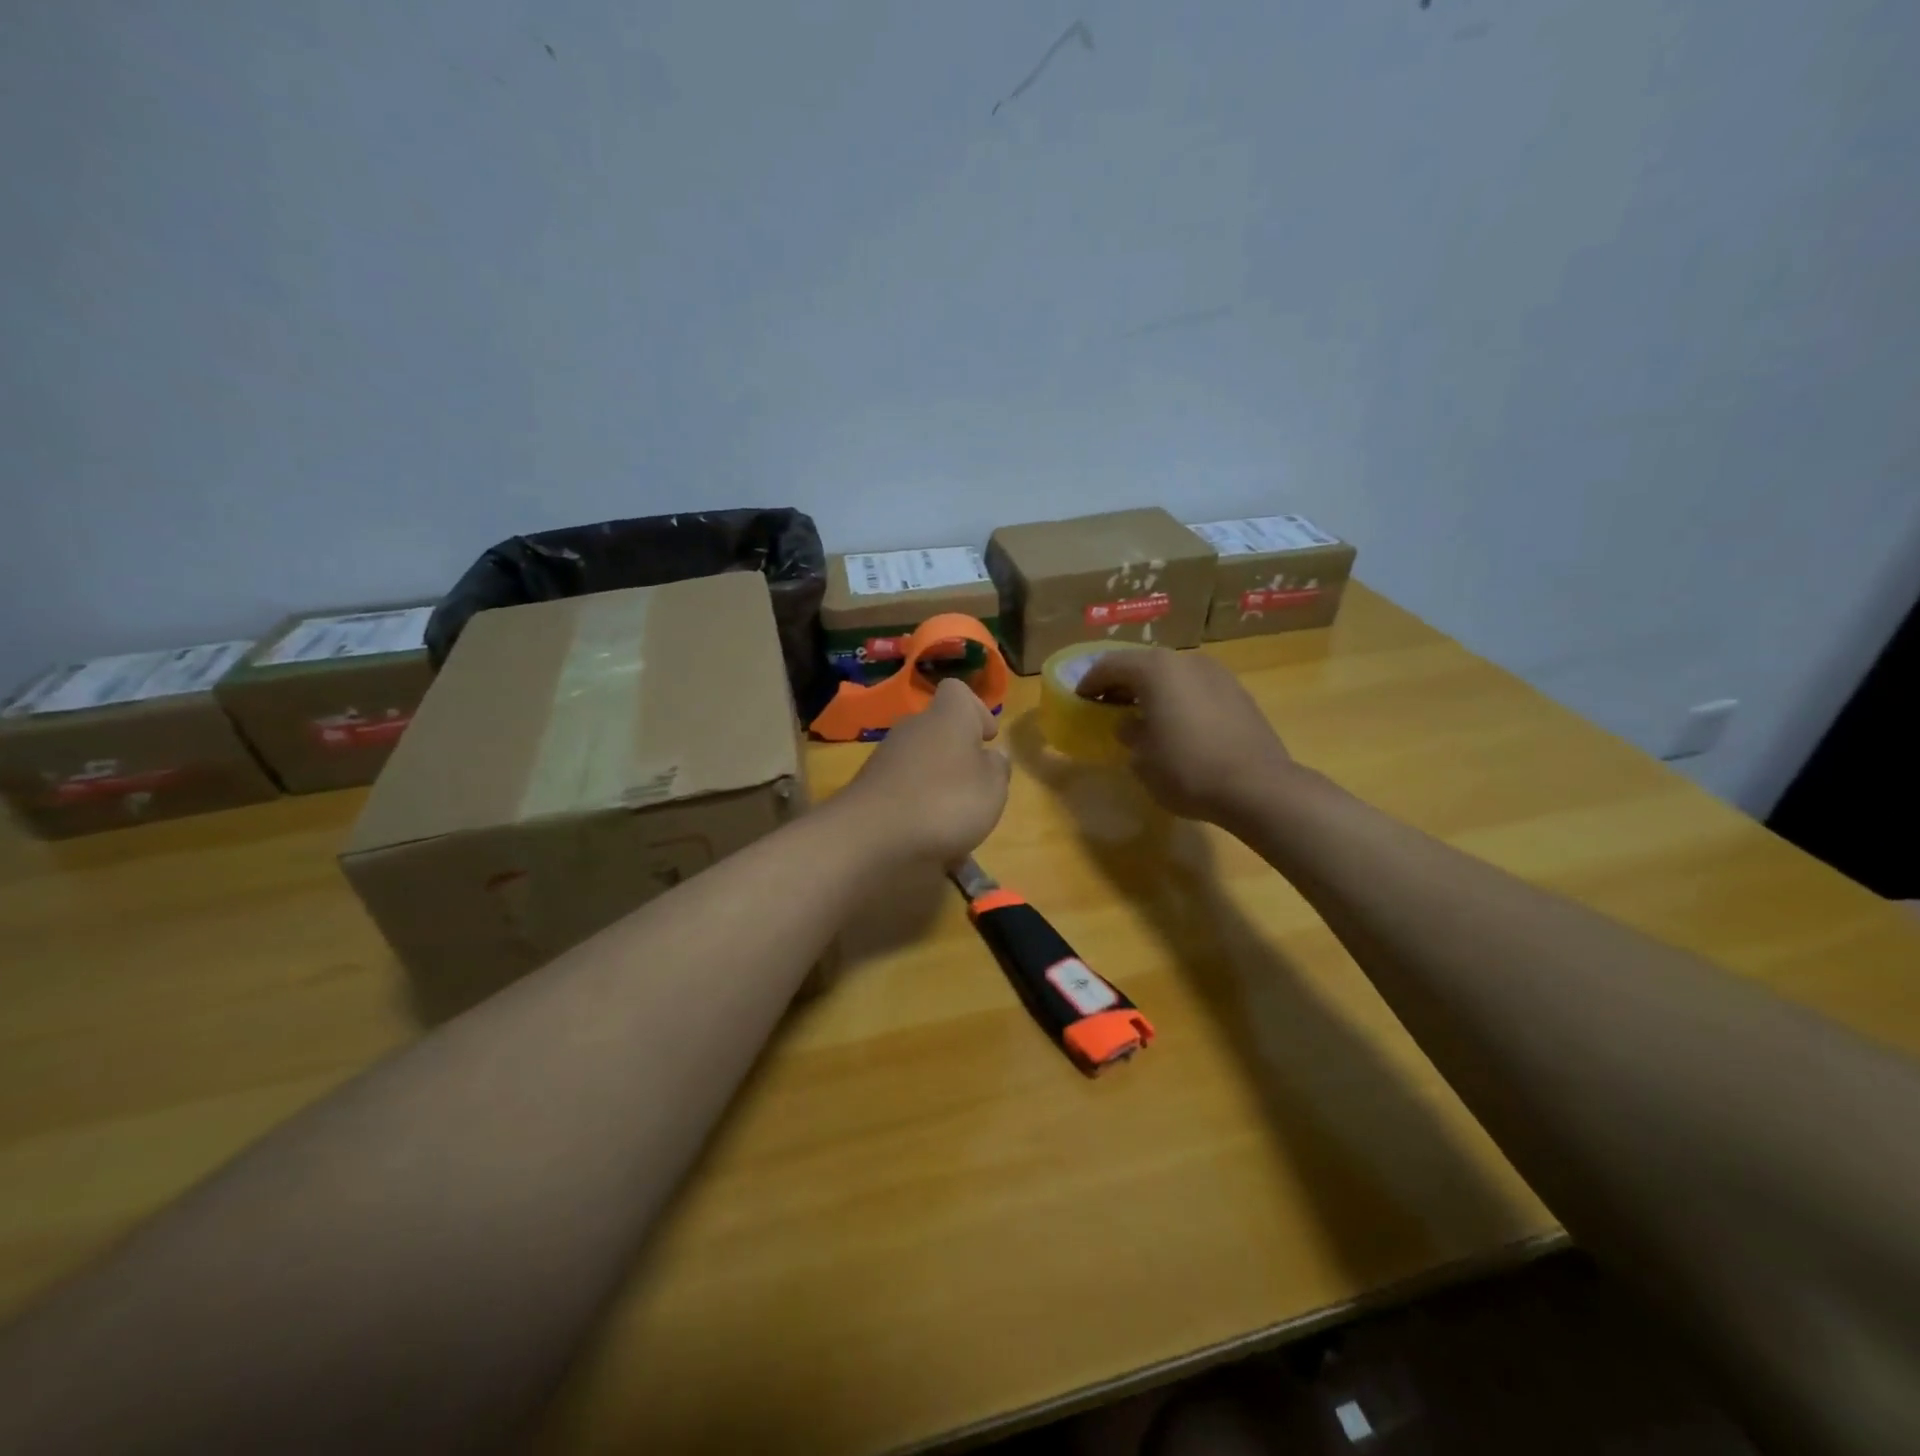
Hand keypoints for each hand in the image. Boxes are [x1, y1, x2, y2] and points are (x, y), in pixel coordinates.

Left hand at [832, 678, 1011, 865]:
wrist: (871, 836)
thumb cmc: (946, 803)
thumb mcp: (992, 789)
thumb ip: (998, 768)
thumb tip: (994, 755)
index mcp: (947, 716)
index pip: (957, 691)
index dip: (977, 710)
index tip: (988, 738)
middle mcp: (914, 727)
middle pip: (939, 728)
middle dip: (958, 754)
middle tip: (975, 786)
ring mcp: (886, 757)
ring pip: (920, 760)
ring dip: (937, 782)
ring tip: (953, 819)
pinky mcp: (870, 786)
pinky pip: (902, 787)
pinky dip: (915, 804)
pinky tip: (925, 833)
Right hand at [1075, 649, 1295, 826]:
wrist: (1257, 787)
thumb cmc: (1187, 770)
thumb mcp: (1142, 759)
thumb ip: (1129, 733)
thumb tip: (1130, 725)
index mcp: (1156, 670)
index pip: (1110, 665)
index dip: (1090, 681)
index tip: (1080, 699)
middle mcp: (1186, 661)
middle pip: (1143, 664)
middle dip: (1121, 682)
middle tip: (1107, 704)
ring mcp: (1217, 674)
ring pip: (1173, 674)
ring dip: (1152, 689)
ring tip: (1142, 714)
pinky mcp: (1238, 693)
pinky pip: (1196, 687)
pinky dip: (1179, 698)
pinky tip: (1177, 723)